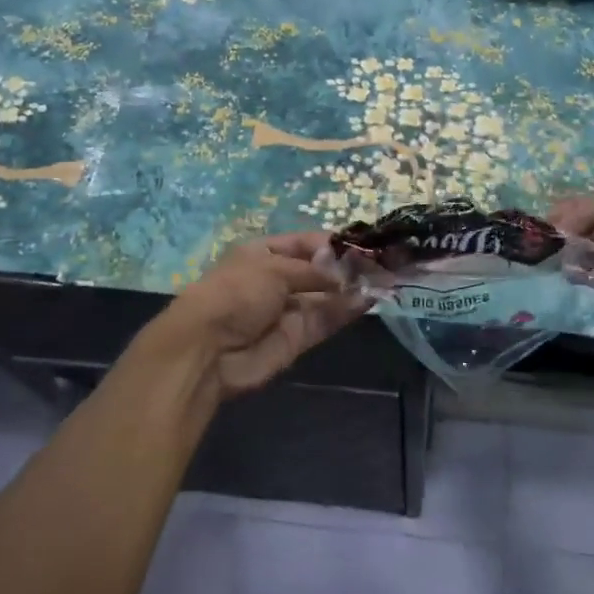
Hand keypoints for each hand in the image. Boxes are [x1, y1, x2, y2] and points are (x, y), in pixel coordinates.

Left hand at [157, 232, 369, 398]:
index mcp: (263, 254)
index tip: (364, 244)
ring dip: (353, 289)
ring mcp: (288, 310)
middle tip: (385, 263)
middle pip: (320, 271)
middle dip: (349, 268)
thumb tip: (346, 275)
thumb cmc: (235, 293)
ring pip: (327, 297)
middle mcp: (278, 280)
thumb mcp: (274, 270)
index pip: (305, 243)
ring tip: (386, 279)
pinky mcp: (298, 338)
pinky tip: (370, 299)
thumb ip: (315, 271)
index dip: (333, 243)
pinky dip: (347, 311)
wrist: (207, 350)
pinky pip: (326, 320)